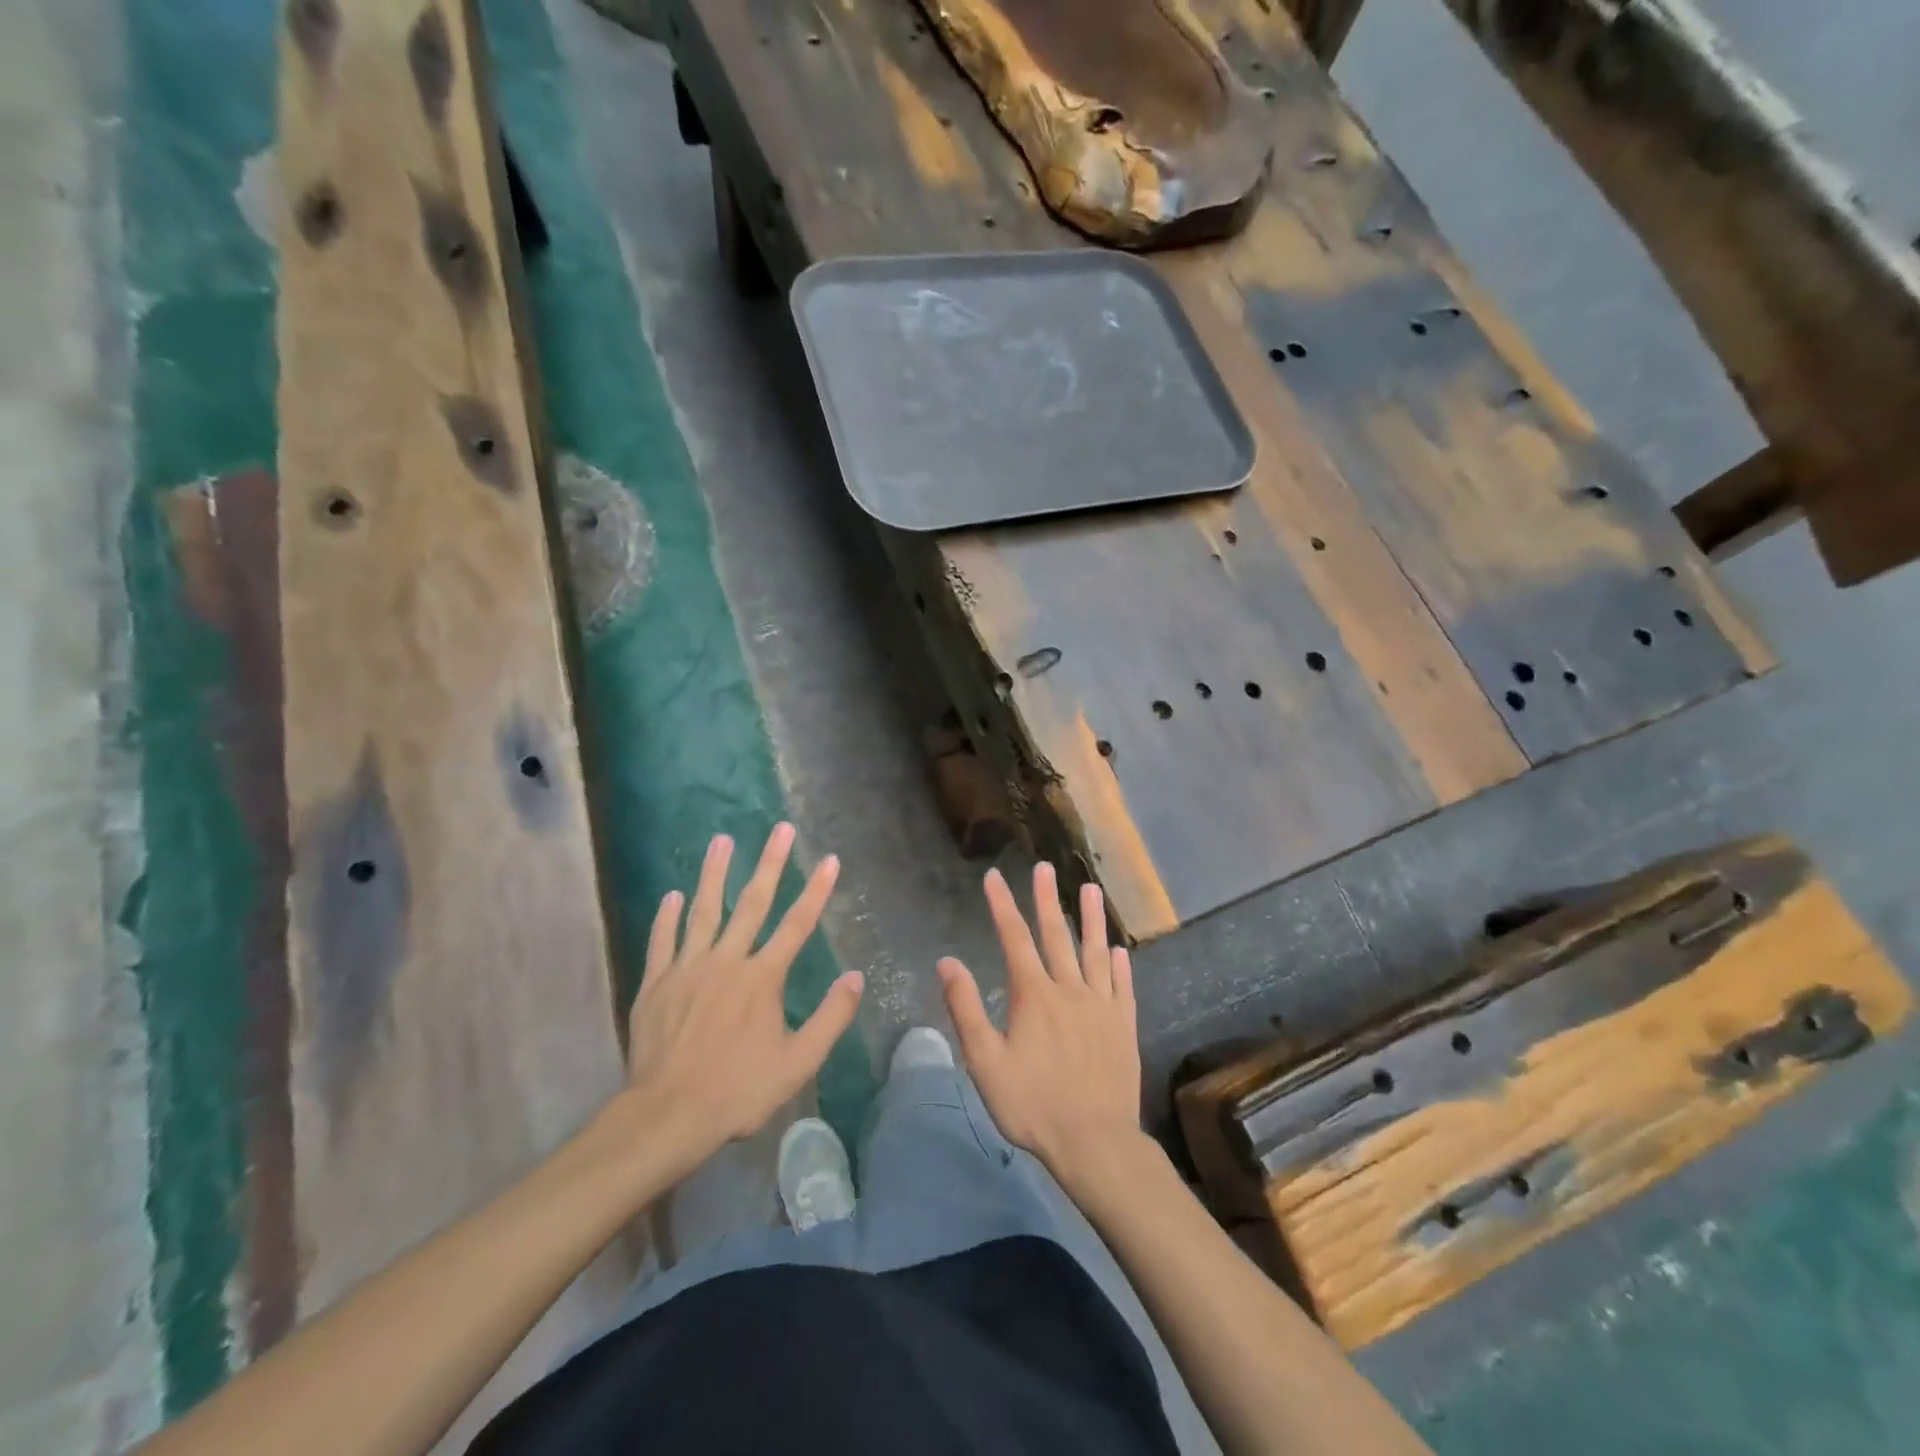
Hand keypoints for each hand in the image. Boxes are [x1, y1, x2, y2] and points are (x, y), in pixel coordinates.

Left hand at [625, 825, 863, 1172]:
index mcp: (762, 978)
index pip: (797, 924)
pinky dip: (667, 917)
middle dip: (770, 864)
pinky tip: (672, 895)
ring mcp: (688, 969)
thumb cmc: (738, 1090)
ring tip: (722, 840)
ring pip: (703, 911)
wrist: (667, 1115)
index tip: (830, 860)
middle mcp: (727, 961)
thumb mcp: (798, 1063)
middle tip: (780, 829)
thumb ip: (830, 1018)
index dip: (816, 891)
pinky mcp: (656, 984)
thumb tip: (856, 977)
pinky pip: (662, 941)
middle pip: (752, 904)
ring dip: (714, 874)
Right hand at [937, 864, 1141, 1175]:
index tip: (994, 877)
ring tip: (1090, 889)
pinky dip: (1120, 965)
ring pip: (1095, 953)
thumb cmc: (1033, 1105)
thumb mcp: (985, 1062)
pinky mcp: (1123, 1026)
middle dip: (1046, 899)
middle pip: (1056, 936)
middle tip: (1044, 867)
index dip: (1002, 906)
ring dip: (1091, 920)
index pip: (1014, 939)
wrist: (1095, 1143)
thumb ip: (967, 1009)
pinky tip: (1120, 950)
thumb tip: (948, 962)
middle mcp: (1069, 990)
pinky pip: (1123, 987)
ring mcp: (1101, 1006)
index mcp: (1034, 996)